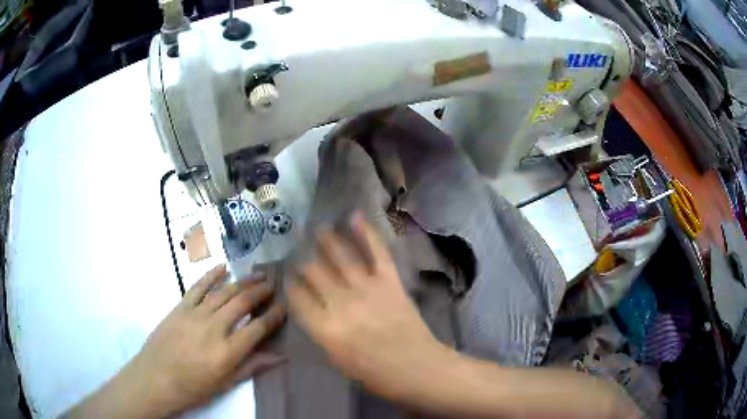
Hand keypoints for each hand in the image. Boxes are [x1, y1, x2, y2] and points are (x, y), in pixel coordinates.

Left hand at [66, 265, 285, 417]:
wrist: (156, 378)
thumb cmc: (193, 387)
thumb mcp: (226, 383)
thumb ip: (252, 366)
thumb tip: (279, 357)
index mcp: (228, 351)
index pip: (258, 328)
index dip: (274, 316)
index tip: (284, 307)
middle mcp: (214, 328)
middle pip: (242, 304)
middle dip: (260, 291)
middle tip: (273, 283)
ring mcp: (195, 315)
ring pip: (223, 292)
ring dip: (241, 281)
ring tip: (256, 273)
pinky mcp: (180, 308)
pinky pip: (198, 287)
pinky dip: (211, 276)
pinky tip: (223, 267)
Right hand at [288, 214, 447, 401]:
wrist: (417, 368)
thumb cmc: (375, 374)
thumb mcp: (338, 360)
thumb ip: (323, 332)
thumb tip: (315, 310)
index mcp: (324, 328)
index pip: (298, 298)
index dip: (291, 286)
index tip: (290, 279)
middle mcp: (340, 303)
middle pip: (314, 272)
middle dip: (303, 262)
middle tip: (300, 255)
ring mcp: (366, 289)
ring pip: (340, 257)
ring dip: (327, 240)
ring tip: (319, 229)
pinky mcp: (389, 281)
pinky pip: (376, 252)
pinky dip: (367, 233)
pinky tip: (355, 217)